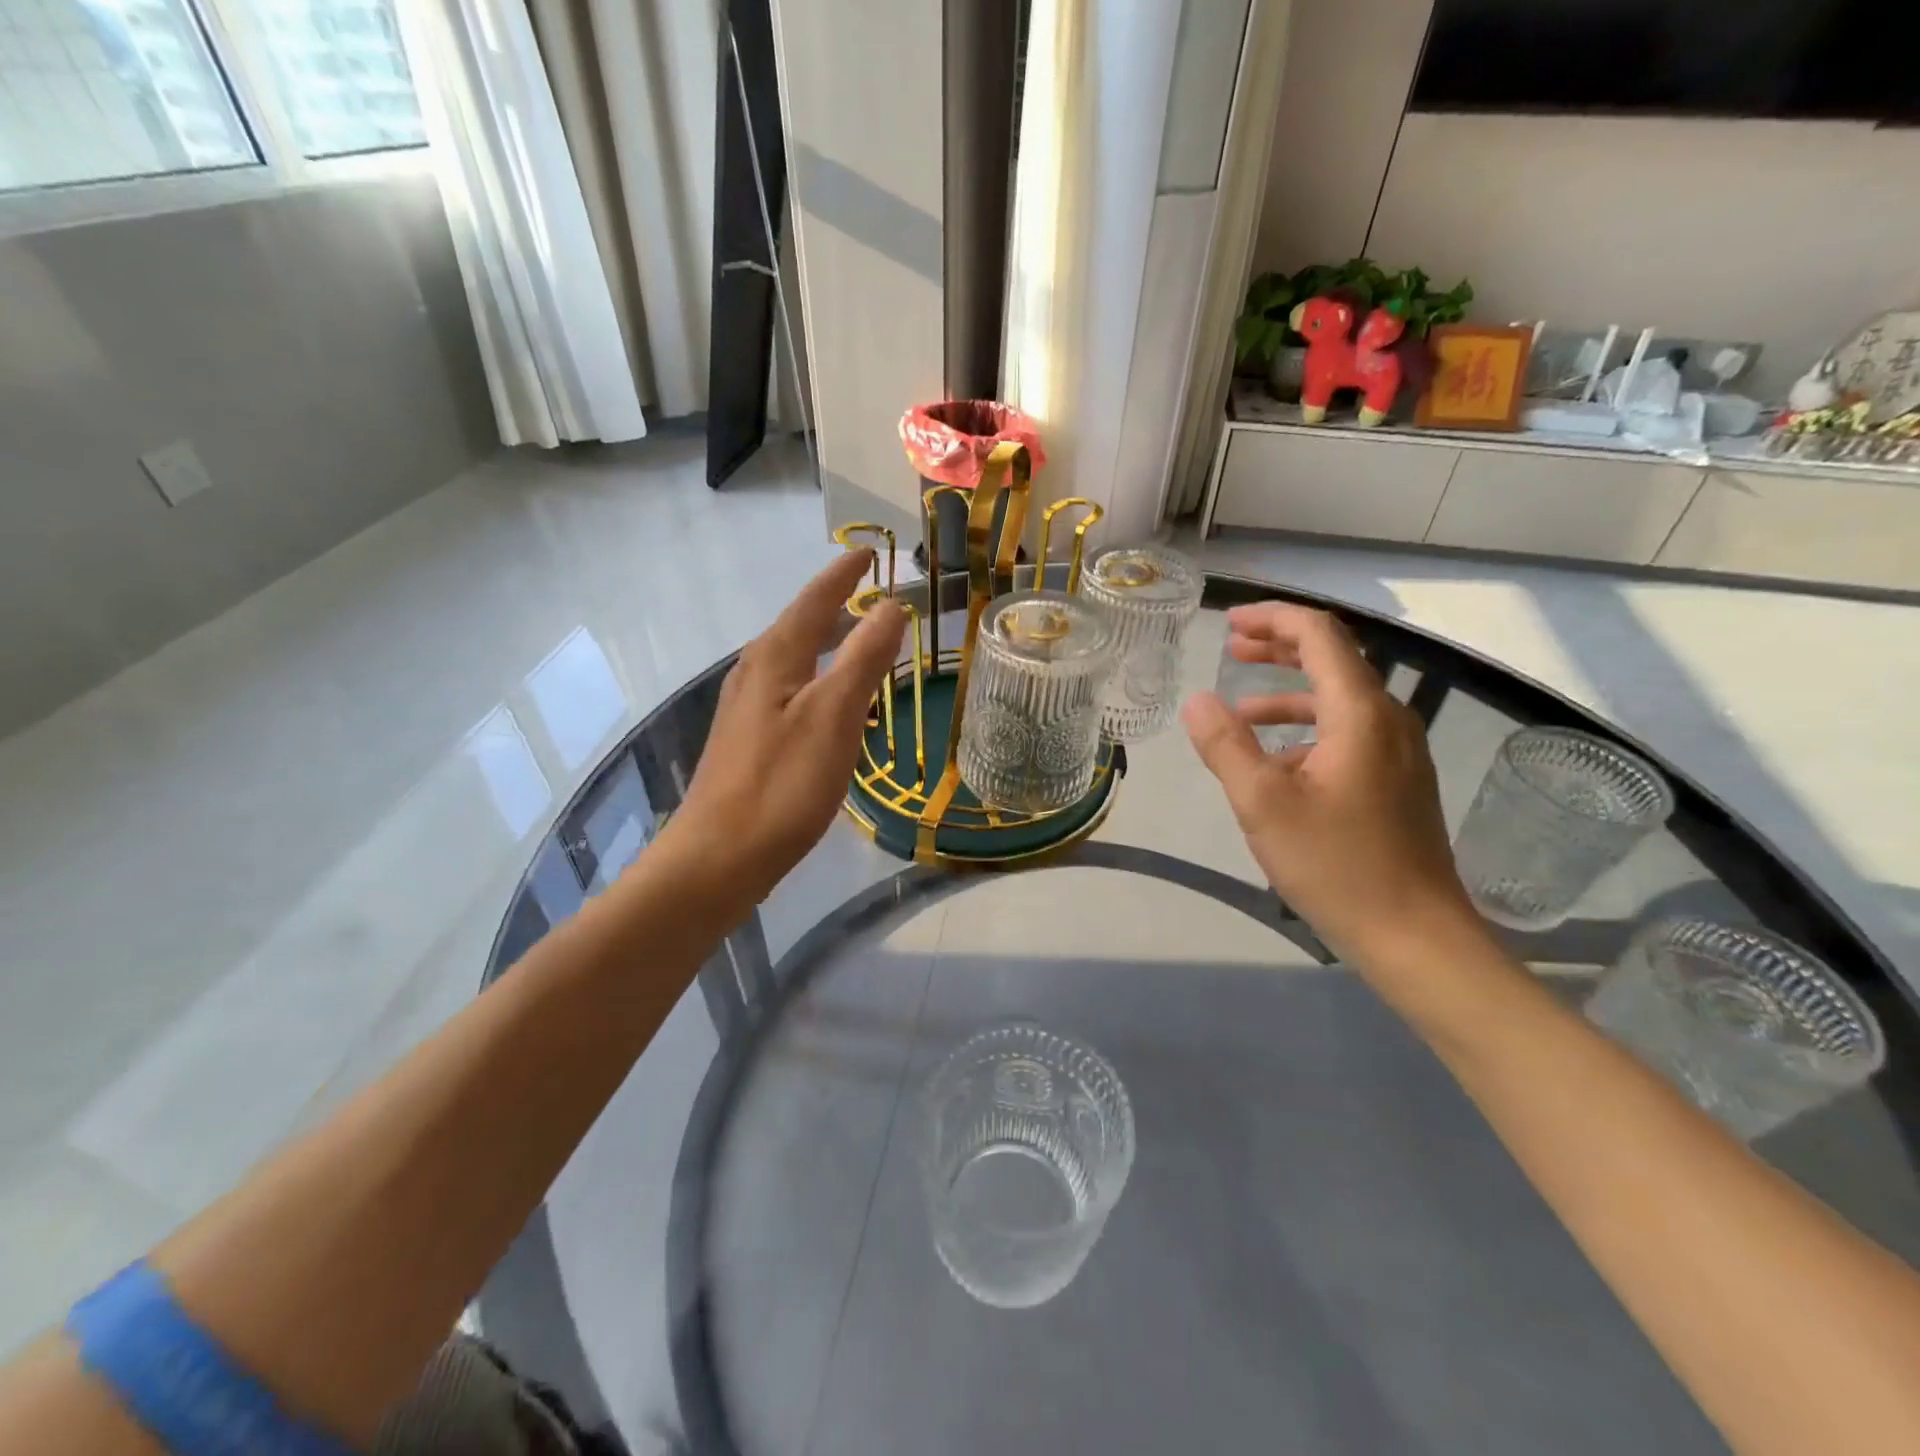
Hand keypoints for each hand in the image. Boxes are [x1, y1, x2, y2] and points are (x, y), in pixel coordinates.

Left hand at [664, 550, 905, 905]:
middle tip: (873, 595)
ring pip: (795, 660)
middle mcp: (755, 674)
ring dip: (828, 643)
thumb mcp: (834, 716)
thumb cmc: (782, 784)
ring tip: (860, 640)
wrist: (720, 856)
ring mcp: (748, 709)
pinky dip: (819, 679)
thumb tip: (891, 605)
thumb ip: (863, 658)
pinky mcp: (750, 740)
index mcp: (774, 658)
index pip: (814, 601)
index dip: (843, 575)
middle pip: (799, 626)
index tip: (869, 553)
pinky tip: (834, 703)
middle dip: (836, 606)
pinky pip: (792, 691)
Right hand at [1182, 602, 1473, 962]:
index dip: (1274, 619)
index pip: (1320, 636)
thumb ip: (1226, 746)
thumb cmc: (1337, 866)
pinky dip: (1305, 729)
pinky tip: (1274, 762)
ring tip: (1239, 710)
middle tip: (1231, 648)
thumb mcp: (1263, 804)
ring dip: (1288, 693)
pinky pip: (1347, 733)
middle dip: (1279, 648)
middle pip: (1333, 659)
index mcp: (1359, 714)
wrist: (1415, 935)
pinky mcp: (1396, 781)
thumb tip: (1197, 701)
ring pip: (1339, 699)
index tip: (1229, 624)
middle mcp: (1387, 720)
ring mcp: (1397, 752)